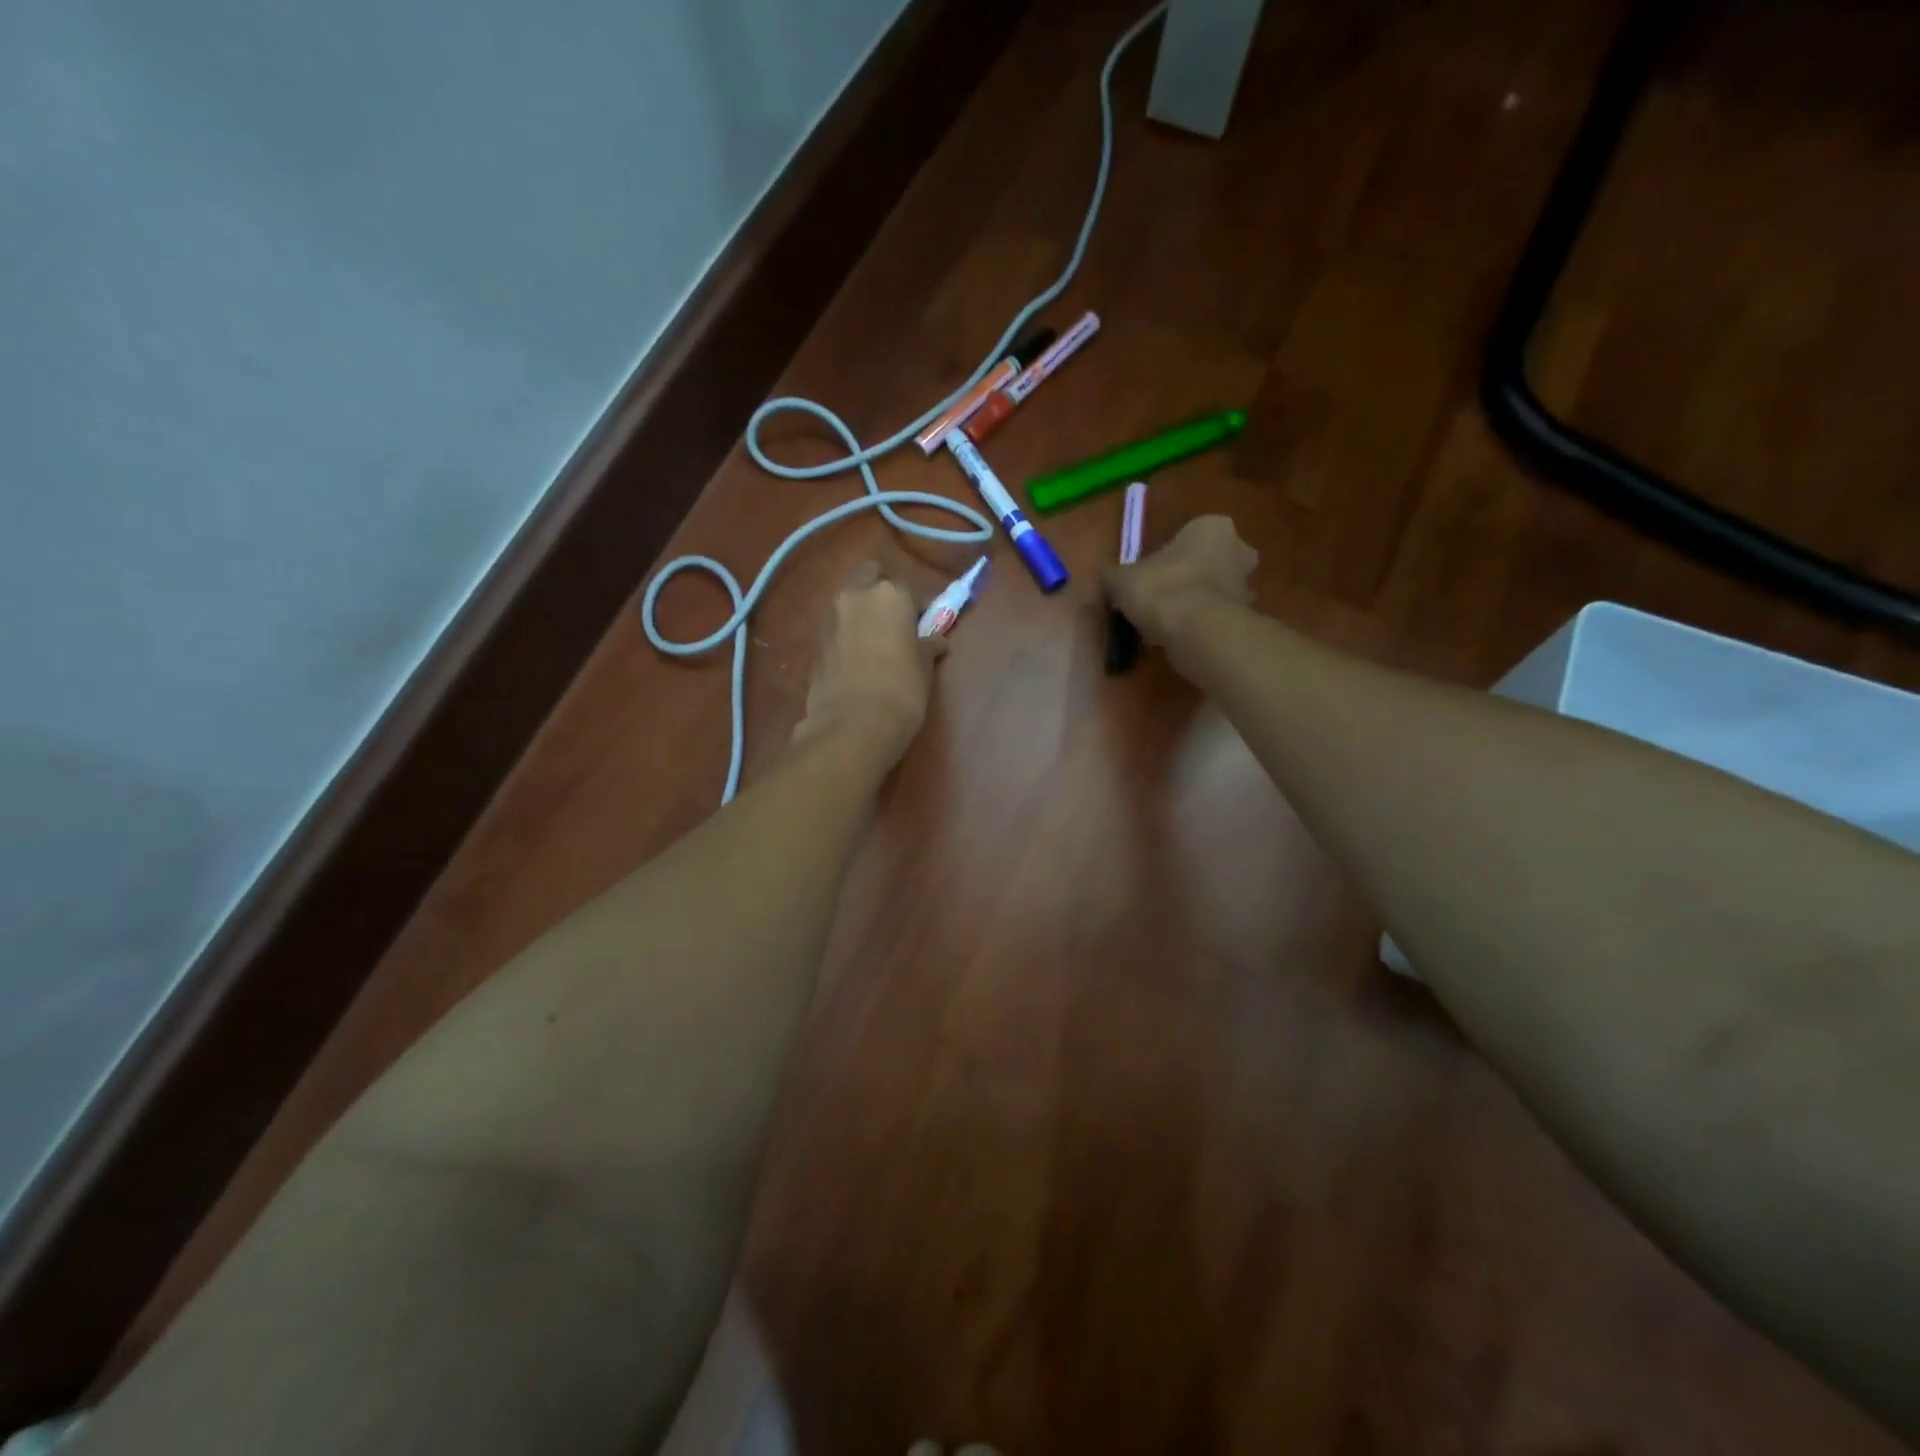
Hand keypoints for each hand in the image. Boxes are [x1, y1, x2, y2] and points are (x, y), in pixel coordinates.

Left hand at [793, 563, 941, 766]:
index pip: (910, 589)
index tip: (926, 626)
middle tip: (896, 621)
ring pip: (849, 602)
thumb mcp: (925, 668)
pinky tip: (858, 660)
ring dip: (862, 613)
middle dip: (882, 592)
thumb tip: (936, 640)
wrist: (852, 726)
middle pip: (870, 579)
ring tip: (876, 643)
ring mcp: (830, 618)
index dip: (920, 607)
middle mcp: (855, 596)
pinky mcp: (814, 643)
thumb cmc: (901, 691)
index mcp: (889, 594)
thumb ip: (928, 645)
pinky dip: (847, 635)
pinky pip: (836, 628)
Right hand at [1103, 514, 1257, 644]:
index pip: (1187, 536)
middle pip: (1206, 563)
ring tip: (1163, 625)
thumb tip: (1103, 577)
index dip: (1165, 557)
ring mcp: (1247, 585)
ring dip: (1193, 604)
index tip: (1147, 577)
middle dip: (1186, 579)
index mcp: (1211, 527)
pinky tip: (1176, 639)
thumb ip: (1112, 575)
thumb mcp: (1121, 579)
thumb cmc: (1161, 588)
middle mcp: (1238, 549)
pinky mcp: (1246, 619)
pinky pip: (1215, 617)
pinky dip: (1199, 626)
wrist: (1196, 631)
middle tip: (1157, 600)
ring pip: (1213, 591)